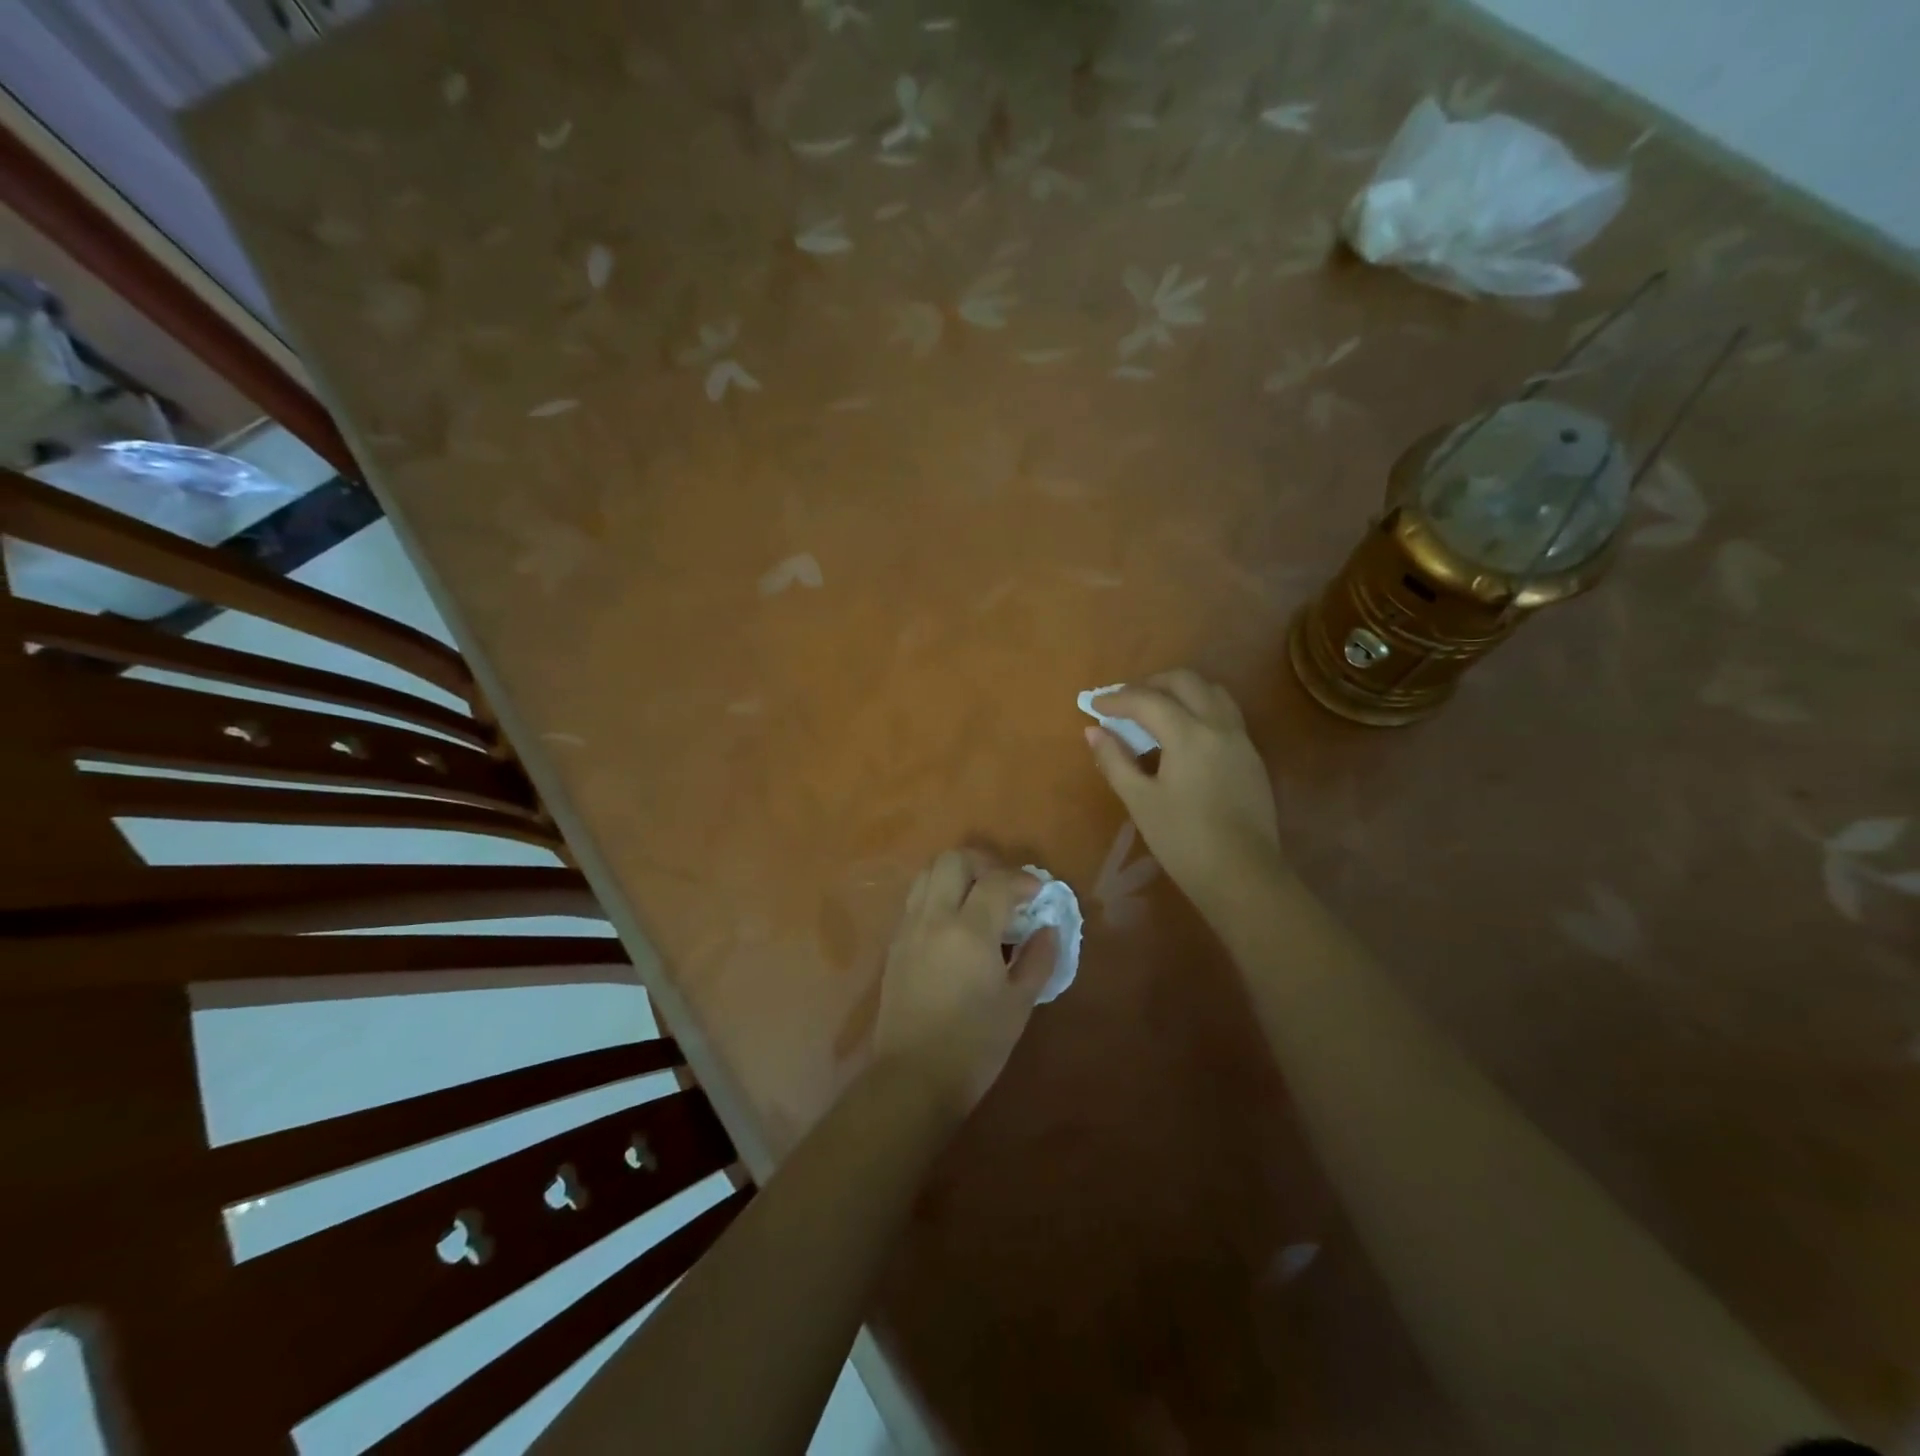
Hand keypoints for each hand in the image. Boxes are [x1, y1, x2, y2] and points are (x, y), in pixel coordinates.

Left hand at [874, 849, 1057, 1115]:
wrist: (913, 1078)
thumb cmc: (975, 1046)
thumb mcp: (1018, 1005)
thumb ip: (1038, 960)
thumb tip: (1048, 930)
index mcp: (969, 932)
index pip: (997, 882)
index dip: (1022, 880)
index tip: (1038, 893)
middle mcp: (934, 918)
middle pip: (953, 860)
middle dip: (983, 863)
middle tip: (1004, 886)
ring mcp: (909, 929)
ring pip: (927, 874)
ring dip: (955, 875)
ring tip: (977, 898)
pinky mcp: (895, 944)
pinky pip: (915, 899)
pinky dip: (937, 895)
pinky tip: (954, 923)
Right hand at [1084, 669, 1286, 924]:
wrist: (1243, 875)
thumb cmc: (1183, 840)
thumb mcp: (1140, 801)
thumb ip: (1115, 760)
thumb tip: (1094, 731)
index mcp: (1189, 734)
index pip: (1147, 700)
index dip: (1116, 699)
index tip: (1093, 704)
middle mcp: (1219, 725)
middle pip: (1185, 682)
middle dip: (1151, 684)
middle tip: (1125, 702)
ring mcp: (1241, 739)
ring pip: (1211, 692)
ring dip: (1180, 691)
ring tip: (1155, 711)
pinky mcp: (1252, 756)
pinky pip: (1224, 714)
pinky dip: (1199, 709)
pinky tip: (1183, 736)